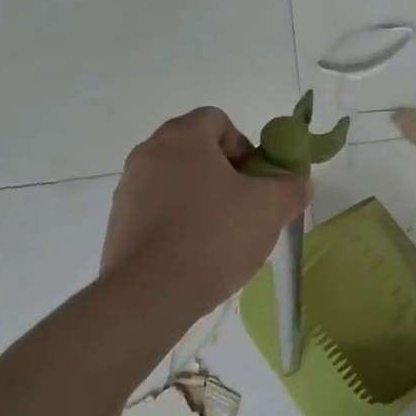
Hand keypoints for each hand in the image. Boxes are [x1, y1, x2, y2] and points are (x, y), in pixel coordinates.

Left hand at [103, 108, 310, 317]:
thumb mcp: (270, 208)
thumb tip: (297, 184)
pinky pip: (158, 213)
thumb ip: (291, 187)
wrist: (150, 294)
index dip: (244, 147)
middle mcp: (148, 154)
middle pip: (197, 153)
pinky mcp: (118, 225)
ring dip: (202, 201)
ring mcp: (128, 190)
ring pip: (177, 184)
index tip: (257, 181)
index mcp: (181, 137)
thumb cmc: (214, 235)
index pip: (218, 121)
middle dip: (226, 176)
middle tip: (247, 209)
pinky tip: (196, 256)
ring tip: (223, 239)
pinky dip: (179, 225)